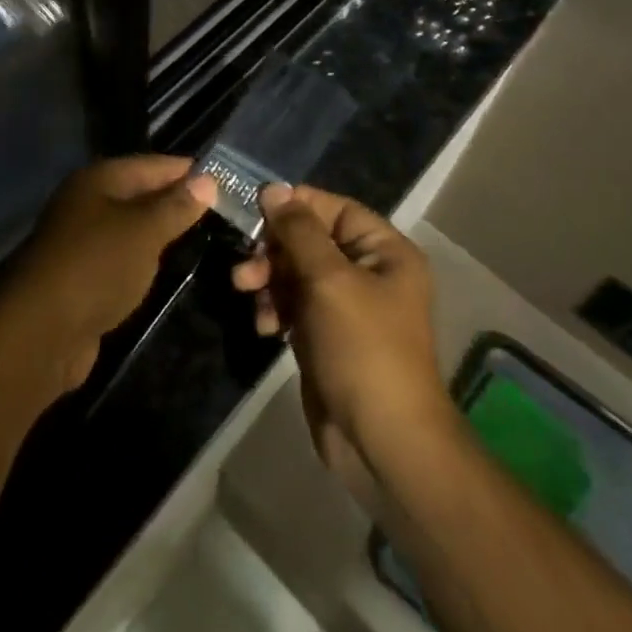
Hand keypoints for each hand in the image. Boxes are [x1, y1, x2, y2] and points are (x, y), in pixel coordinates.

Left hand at [0, 155, 215, 393]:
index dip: (185, 170)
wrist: (42, 331)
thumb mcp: (144, 231)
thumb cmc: (96, 266)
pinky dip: (145, 258)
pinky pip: (123, 256)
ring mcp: (82, 241)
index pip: (150, 164)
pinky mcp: (83, 277)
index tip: (223, 176)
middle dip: (175, 200)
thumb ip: (175, 206)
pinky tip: (166, 266)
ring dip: (160, 231)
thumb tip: (207, 179)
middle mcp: (87, 203)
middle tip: (221, 207)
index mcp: (98, 181)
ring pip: (131, 227)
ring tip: (203, 234)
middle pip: (139, 194)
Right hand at [232, 184, 450, 511]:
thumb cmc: (363, 348)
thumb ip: (298, 231)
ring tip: (246, 292)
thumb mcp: (329, 280)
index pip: (334, 208)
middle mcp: (369, 273)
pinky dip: (276, 308)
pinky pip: (294, 305)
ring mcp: (347, 307)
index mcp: (385, 252)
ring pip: (297, 273)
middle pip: (311, 240)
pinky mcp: (326, 337)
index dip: (295, 205)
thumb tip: (273, 188)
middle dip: (275, 249)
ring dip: (269, 279)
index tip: (255, 208)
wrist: (383, 443)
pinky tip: (265, 325)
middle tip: (246, 264)